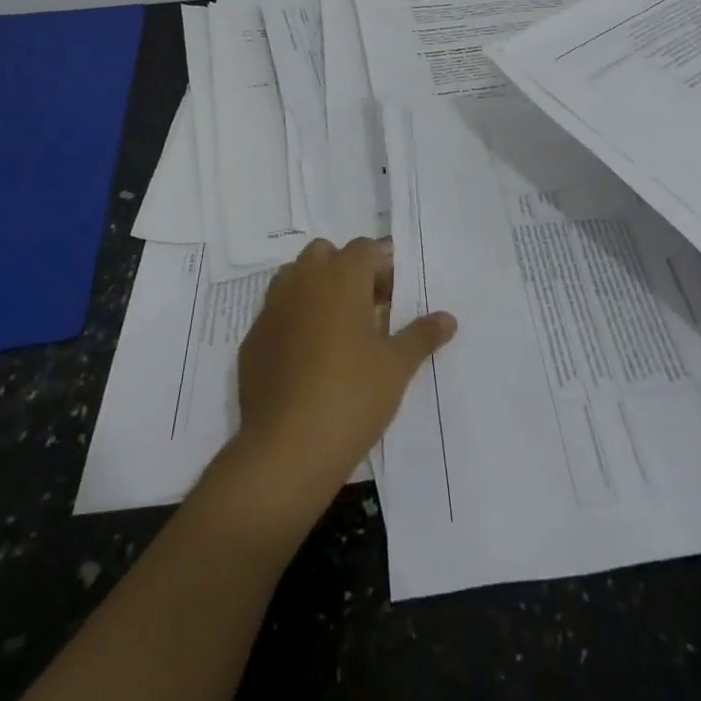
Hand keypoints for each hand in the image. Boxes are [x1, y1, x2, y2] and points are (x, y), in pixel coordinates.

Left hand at [233, 237, 455, 513]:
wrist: (285, 451)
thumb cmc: (352, 397)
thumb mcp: (397, 366)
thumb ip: (422, 335)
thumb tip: (448, 318)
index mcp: (340, 278)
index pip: (364, 249)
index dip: (382, 265)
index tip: (396, 295)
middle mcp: (302, 283)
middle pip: (324, 254)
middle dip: (345, 269)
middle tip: (368, 307)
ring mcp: (271, 311)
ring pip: (294, 279)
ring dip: (315, 290)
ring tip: (337, 329)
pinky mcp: (252, 341)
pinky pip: (276, 314)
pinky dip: (293, 321)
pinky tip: (307, 358)